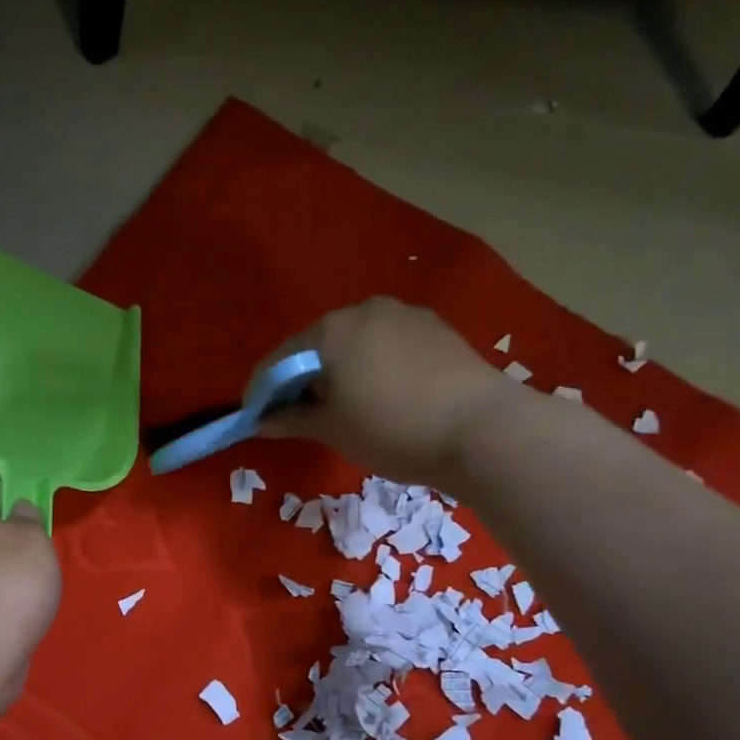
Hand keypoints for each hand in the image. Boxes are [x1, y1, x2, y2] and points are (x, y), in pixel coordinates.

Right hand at [259, 298, 500, 485]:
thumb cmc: (392, 429)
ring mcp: (404, 314)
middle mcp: (364, 309)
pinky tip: (384, 395)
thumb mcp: (333, 430)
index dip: (264, 389)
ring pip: (356, 342)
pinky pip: (388, 345)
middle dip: (303, 378)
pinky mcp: (435, 328)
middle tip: (300, 415)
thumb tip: (262, 421)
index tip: (257, 416)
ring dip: (340, 370)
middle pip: (318, 345)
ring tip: (345, 407)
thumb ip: (292, 419)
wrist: (482, 430)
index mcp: (330, 330)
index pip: (280, 358)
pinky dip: (374, 366)